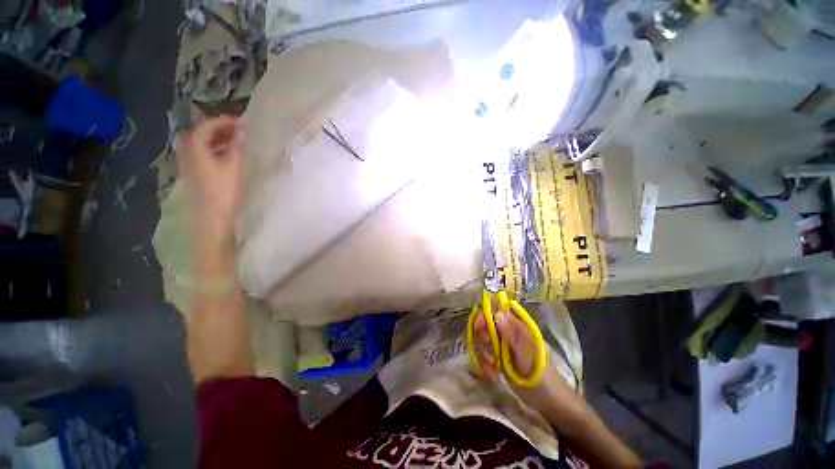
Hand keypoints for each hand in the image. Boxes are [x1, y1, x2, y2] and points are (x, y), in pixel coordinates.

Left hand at [179, 116, 244, 242]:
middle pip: (201, 133)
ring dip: (219, 139)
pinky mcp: (196, 173)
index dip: (224, 121)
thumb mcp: (233, 166)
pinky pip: (204, 153)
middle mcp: (187, 152)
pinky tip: (230, 154)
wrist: (212, 217)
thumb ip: (237, 146)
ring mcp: (190, 163)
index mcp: (195, 148)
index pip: (206, 126)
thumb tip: (243, 129)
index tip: (242, 122)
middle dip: (221, 128)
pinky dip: (217, 149)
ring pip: (203, 143)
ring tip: (238, 141)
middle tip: (240, 130)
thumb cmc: (223, 191)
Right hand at [473, 309, 563, 412]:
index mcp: (515, 325)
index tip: (482, 332)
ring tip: (493, 370)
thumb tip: (497, 313)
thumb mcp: (528, 357)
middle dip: (482, 340)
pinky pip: (482, 353)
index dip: (483, 317)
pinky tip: (492, 375)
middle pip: (483, 324)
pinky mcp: (496, 356)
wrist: (547, 402)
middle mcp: (506, 331)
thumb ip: (513, 335)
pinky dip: (484, 364)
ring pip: (481, 339)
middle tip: (489, 356)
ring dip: (483, 355)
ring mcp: (500, 344)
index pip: (493, 310)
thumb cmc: (541, 377)